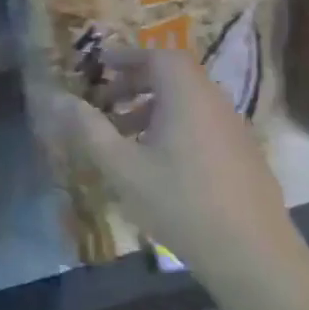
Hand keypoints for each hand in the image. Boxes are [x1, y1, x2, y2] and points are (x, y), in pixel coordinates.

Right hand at [52, 50, 304, 281]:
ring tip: (123, 136)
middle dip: (136, 82)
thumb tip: (56, 98)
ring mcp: (233, 128)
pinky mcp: (242, 153)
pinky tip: (157, 162)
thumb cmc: (180, 203)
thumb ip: (89, 129)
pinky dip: (174, 125)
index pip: (159, 55)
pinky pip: (202, 122)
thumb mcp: (123, 167)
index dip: (128, 56)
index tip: (101, 64)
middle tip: (105, 101)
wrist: (252, 254)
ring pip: (188, 101)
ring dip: (152, 107)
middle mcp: (214, 102)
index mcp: (187, 96)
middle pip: (174, 76)